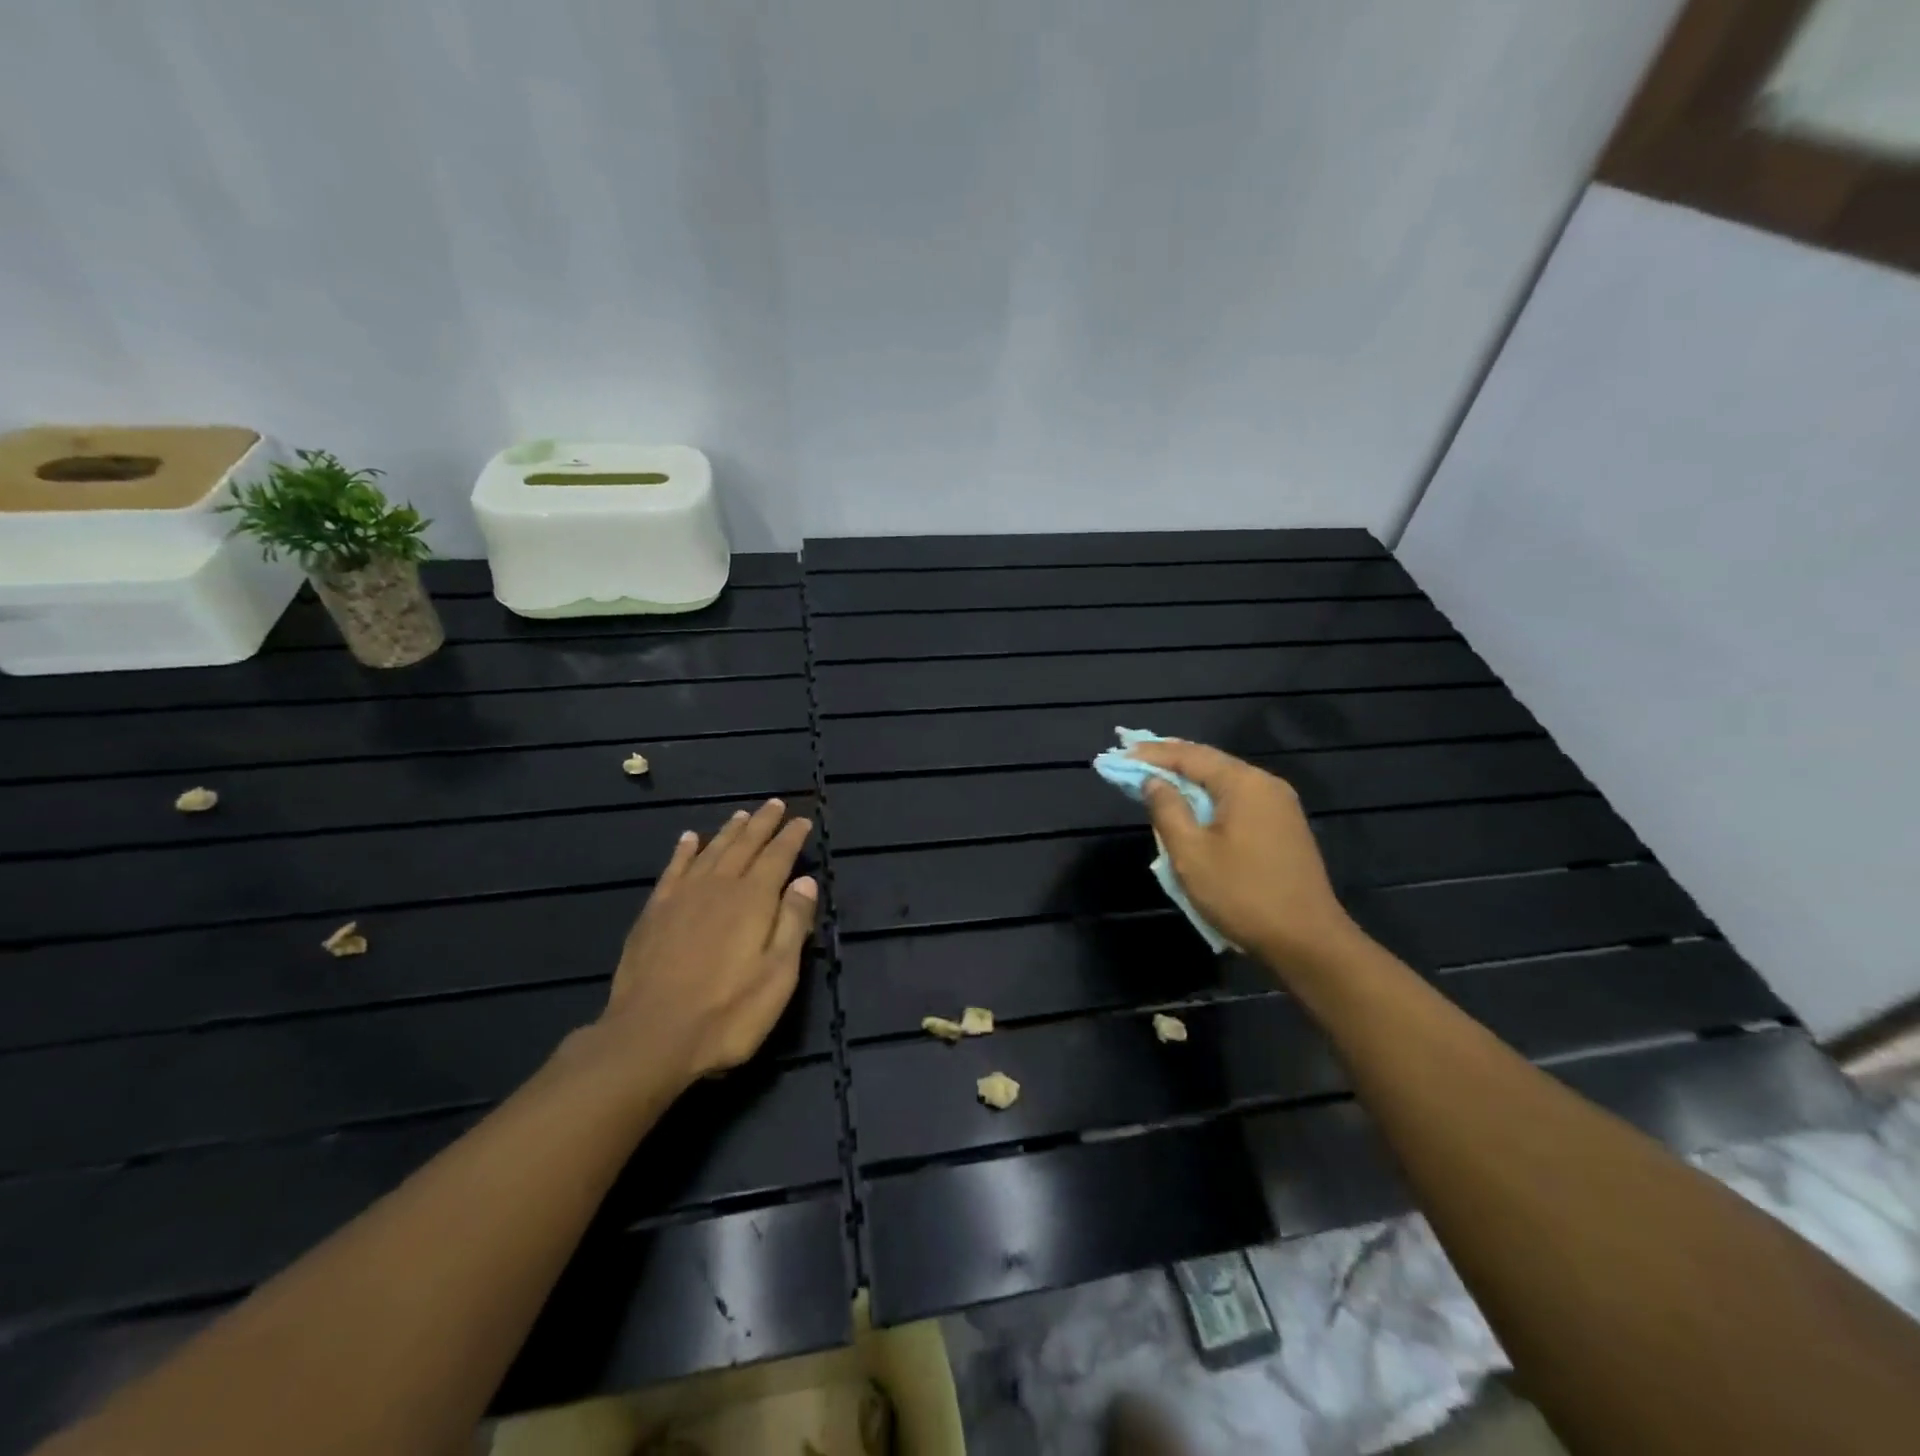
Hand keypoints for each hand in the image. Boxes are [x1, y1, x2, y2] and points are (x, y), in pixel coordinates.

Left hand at [596, 799, 817, 1084]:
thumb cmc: (727, 1012)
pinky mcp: (655, 912)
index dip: (791, 837)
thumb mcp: (778, 975)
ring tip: (741, 814)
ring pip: (711, 851)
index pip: (778, 857)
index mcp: (753, 900)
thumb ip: (792, 923)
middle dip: (762, 824)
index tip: (802, 820)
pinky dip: (684, 851)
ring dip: (729, 831)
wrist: (651, 1035)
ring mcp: (683, 897)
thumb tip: (804, 881)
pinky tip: (689, 839)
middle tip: (774, 805)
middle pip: (745, 845)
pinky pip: (674, 869)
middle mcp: (719, 886)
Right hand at [1129, 740, 1358, 974]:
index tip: (1121, 753)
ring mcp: (1280, 806)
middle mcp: (1266, 784)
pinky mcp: (1284, 827)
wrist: (1308, 942)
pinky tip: (1193, 804)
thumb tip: (1153, 781)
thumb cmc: (1242, 895)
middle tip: (1135, 758)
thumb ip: (1168, 810)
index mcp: (1244, 784)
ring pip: (1225, 781)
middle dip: (1170, 760)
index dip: (1152, 754)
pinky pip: (1238, 799)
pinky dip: (1209, 796)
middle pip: (1210, 762)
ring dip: (1190, 778)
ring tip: (1157, 776)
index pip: (1189, 756)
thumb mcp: (1191, 854)